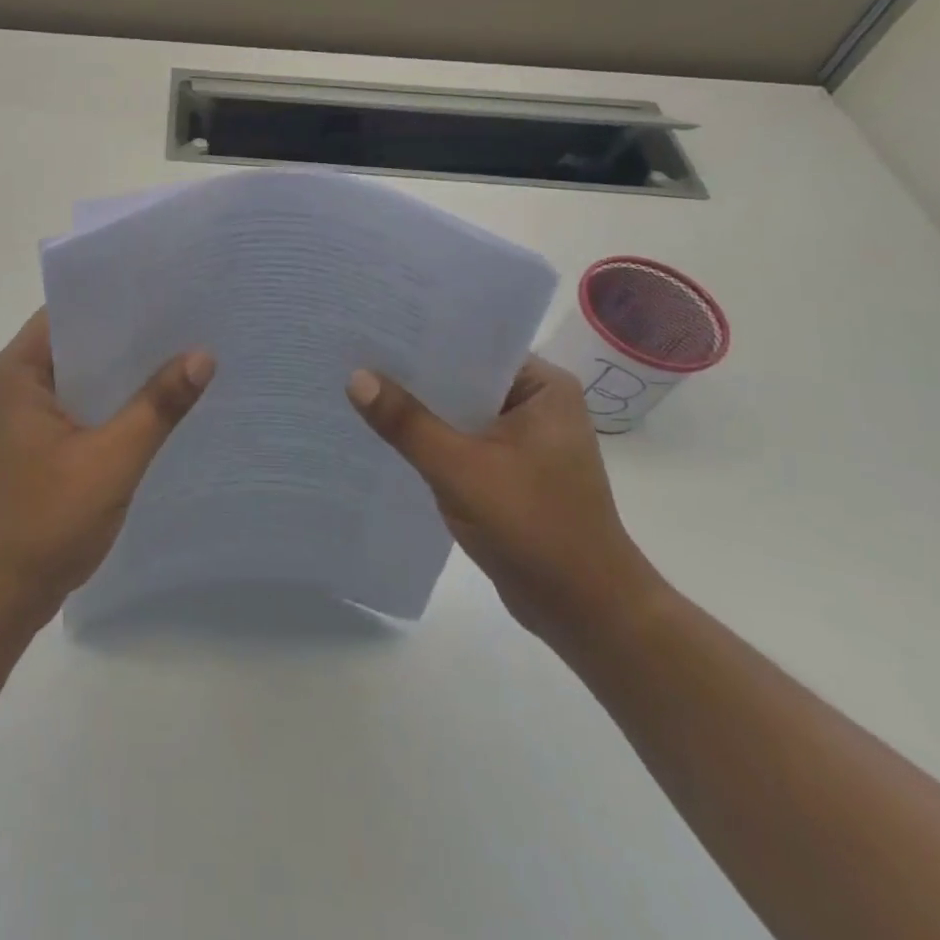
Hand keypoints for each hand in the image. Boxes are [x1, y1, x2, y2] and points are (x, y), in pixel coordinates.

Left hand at [0, 309, 213, 626]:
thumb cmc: (44, 522)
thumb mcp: (110, 460)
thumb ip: (157, 406)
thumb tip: (203, 354)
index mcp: (16, 372)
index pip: (67, 313)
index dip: (114, 299)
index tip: (165, 290)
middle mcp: (12, 385)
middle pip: (75, 343)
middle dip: (126, 336)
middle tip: (186, 321)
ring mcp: (20, 418)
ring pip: (78, 378)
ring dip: (119, 373)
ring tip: (179, 355)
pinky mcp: (31, 446)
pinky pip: (76, 409)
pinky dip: (109, 404)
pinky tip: (152, 407)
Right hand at [347, 357, 666, 651]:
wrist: (586, 613)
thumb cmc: (535, 529)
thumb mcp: (461, 469)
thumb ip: (407, 422)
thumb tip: (355, 377)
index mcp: (543, 387)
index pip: (473, 344)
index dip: (421, 336)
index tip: (371, 326)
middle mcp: (536, 404)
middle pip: (462, 376)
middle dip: (412, 373)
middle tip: (352, 352)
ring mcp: (523, 439)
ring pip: (457, 410)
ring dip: (418, 408)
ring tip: (358, 386)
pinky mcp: (509, 470)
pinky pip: (460, 439)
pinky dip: (429, 438)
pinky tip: (384, 433)